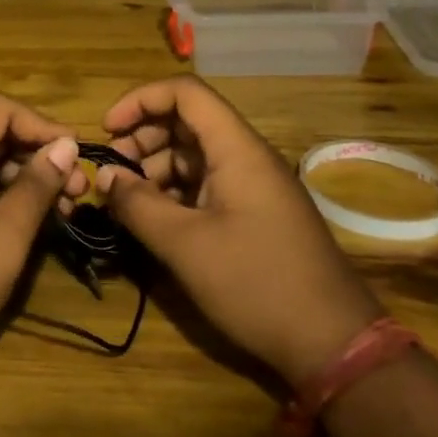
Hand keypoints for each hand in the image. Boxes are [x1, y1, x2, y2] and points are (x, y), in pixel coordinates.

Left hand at [0, 95, 85, 373]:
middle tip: (78, 190)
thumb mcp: (5, 236)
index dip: (41, 124)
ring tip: (64, 211)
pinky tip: (30, 223)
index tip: (75, 154)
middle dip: (37, 155)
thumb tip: (65, 146)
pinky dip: (2, 197)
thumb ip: (36, 185)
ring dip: (24, 179)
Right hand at [100, 76, 381, 386]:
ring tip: (125, 200)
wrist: (333, 343)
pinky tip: (153, 219)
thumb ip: (138, 204)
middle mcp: (246, 157)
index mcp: (237, 149)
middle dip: (142, 137)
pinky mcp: (254, 214)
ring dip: (154, 167)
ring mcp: (253, 186)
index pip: (185, 92)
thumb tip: (104, 177)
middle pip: (186, 121)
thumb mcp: (185, 245)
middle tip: (111, 171)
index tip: (107, 130)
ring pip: (193, 154)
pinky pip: (206, 184)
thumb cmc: (256, 284)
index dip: (141, 100)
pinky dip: (174, 192)